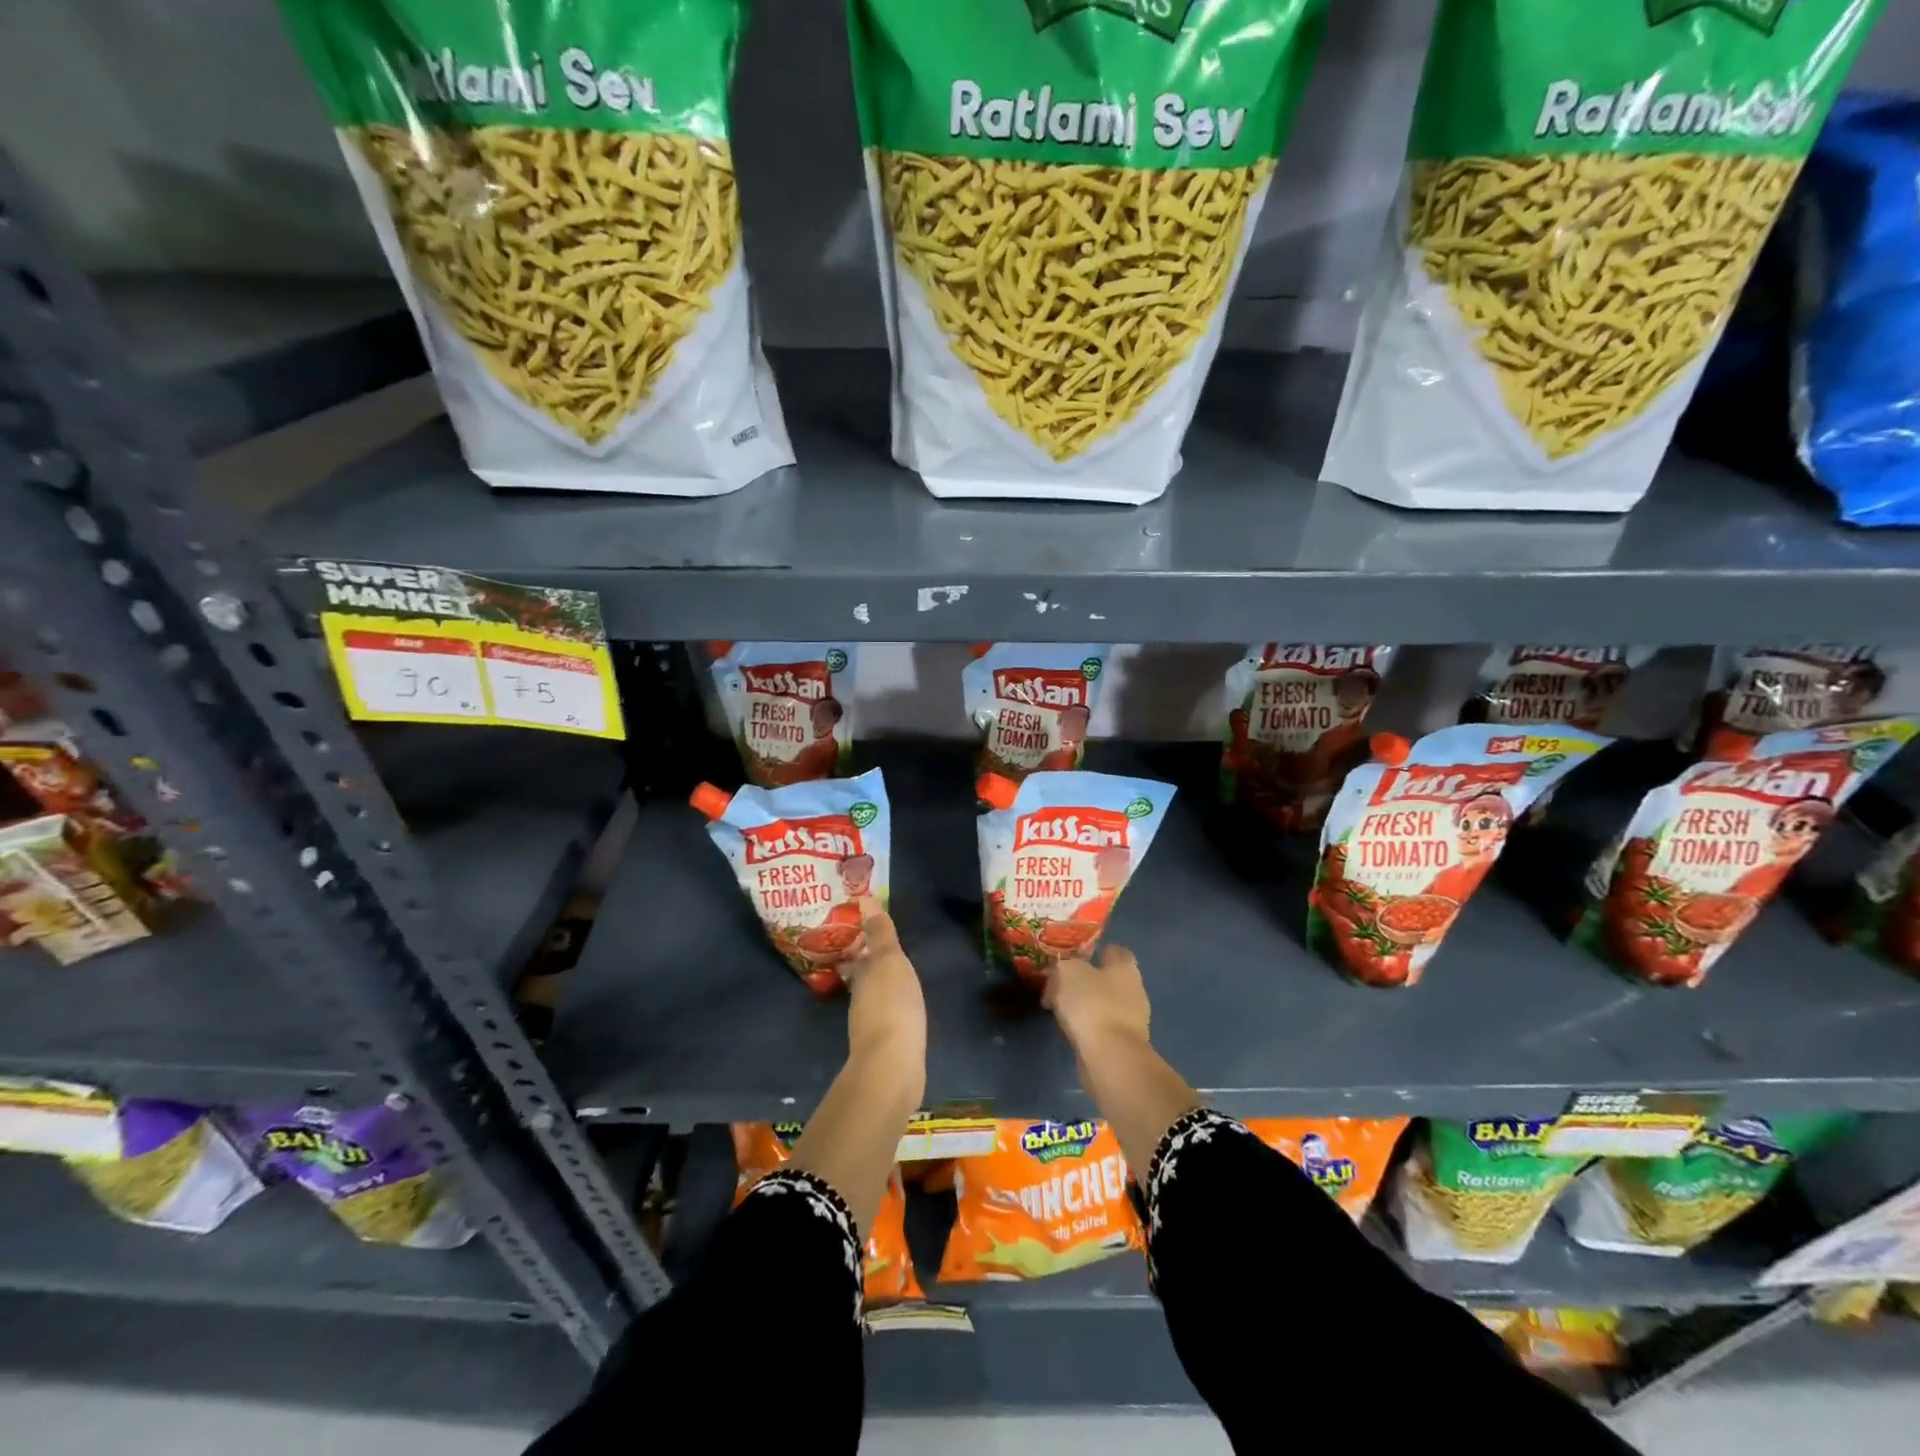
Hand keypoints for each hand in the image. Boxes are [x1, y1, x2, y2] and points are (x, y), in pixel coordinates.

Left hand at [841, 899, 926, 1093]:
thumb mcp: (889, 961)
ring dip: (882, 989)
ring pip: (875, 1000)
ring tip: (898, 980)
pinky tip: (906, 1013)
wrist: (893, 1066)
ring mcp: (872, 1027)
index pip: (860, 956)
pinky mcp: (887, 1048)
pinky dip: (893, 1012)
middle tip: (885, 953)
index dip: (863, 944)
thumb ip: (880, 933)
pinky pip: (889, 1021)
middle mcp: (861, 1001)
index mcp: (862, 977)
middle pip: (865, 978)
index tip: (867, 933)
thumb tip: (862, 899)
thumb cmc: (892, 1005)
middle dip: (871, 966)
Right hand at [1043, 943, 1150, 1063]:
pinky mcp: (1124, 1044)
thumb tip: (1060, 973)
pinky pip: (1101, 1027)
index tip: (1071, 958)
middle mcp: (1134, 990)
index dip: (1093, 951)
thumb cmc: (1092, 1004)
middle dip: (1085, 981)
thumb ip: (1063, 966)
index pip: (1114, 950)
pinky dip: (1087, 1026)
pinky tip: (1069, 1029)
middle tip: (1059, 985)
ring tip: (1058, 1009)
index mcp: (1125, 967)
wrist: (1110, 1057)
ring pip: (1103, 1004)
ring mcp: (1132, 1019)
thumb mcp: (1067, 972)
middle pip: (1108, 978)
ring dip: (1084, 1005)